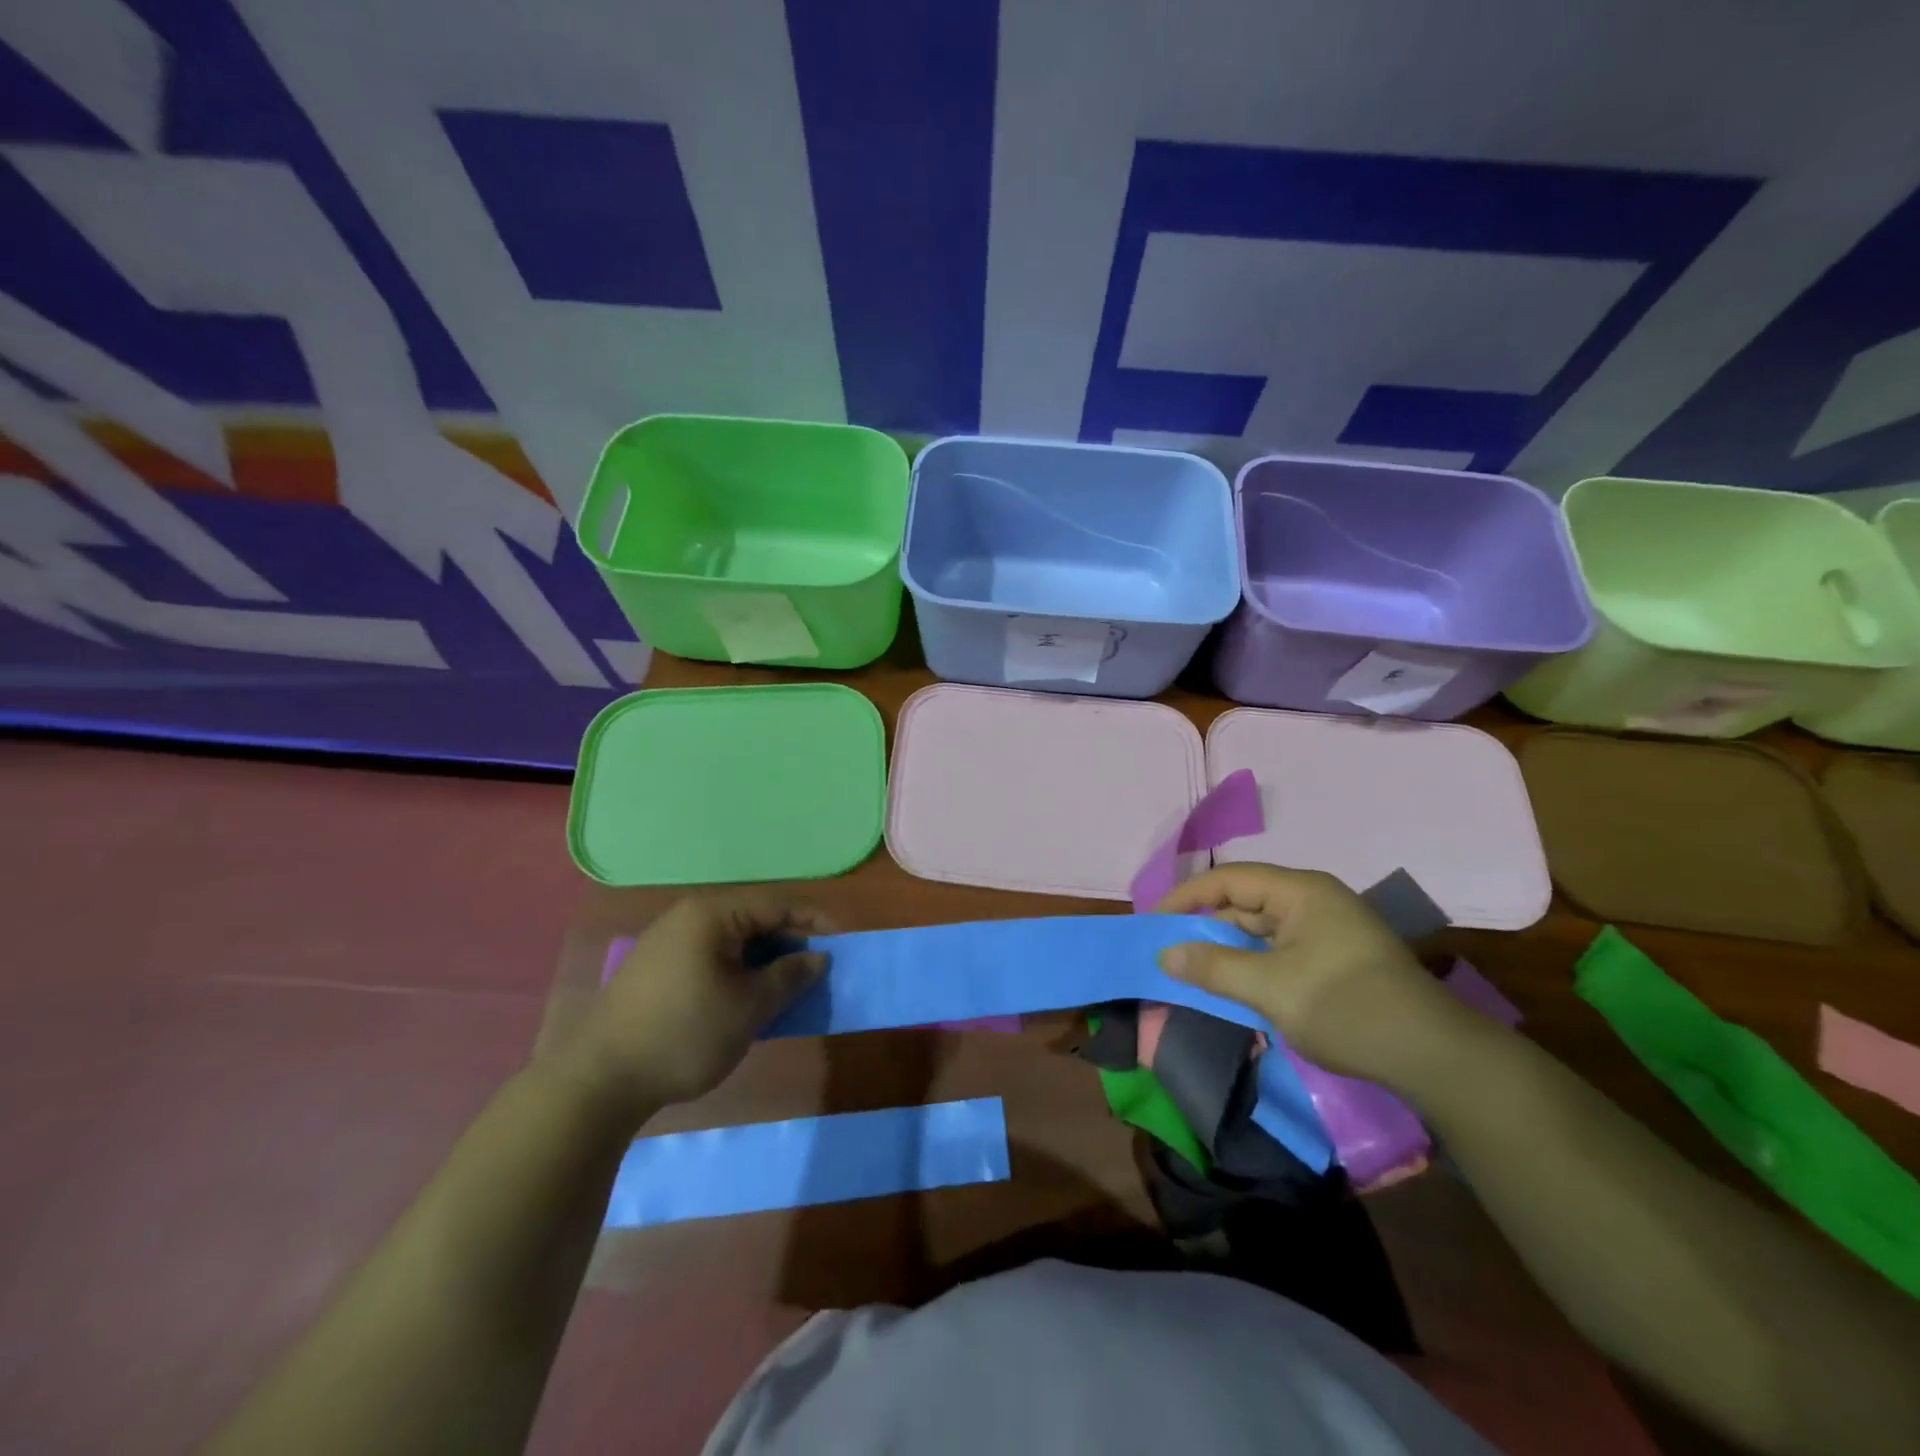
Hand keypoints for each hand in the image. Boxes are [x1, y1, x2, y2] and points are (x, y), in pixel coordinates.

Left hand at [553, 893, 831, 1124]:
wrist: (599, 1082)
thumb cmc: (684, 1035)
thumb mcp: (749, 1008)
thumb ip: (789, 976)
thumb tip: (818, 957)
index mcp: (712, 913)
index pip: (777, 903)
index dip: (815, 921)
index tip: (842, 944)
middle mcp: (689, 917)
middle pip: (754, 919)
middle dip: (789, 943)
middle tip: (815, 972)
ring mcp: (668, 942)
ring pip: (733, 941)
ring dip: (764, 961)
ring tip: (786, 989)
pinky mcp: (656, 970)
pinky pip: (711, 957)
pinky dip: (738, 972)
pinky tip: (747, 1000)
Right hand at [1156, 864, 1477, 1085]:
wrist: (1435, 1058)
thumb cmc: (1347, 1008)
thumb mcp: (1270, 989)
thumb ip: (1213, 968)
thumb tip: (1165, 954)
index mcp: (1301, 892)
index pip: (1228, 879)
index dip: (1186, 897)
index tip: (1153, 922)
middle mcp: (1313, 901)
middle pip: (1244, 902)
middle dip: (1204, 925)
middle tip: (1168, 950)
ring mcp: (1327, 931)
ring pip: (1261, 930)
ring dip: (1227, 950)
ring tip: (1192, 970)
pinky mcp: (1335, 959)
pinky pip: (1279, 951)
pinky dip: (1252, 966)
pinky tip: (1233, 987)